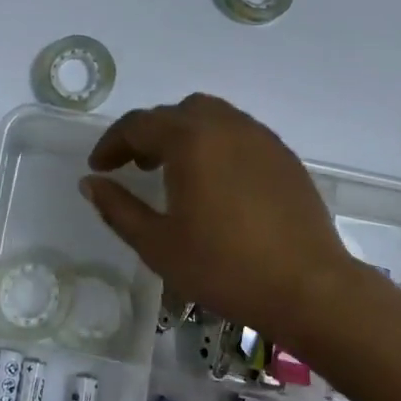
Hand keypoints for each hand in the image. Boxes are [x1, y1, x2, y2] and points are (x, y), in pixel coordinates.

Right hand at [80, 93, 372, 346]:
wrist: (309, 288)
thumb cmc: (225, 267)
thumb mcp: (158, 244)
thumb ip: (118, 208)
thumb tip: (91, 183)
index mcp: (189, 140)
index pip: (138, 125)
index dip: (112, 144)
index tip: (99, 168)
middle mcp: (224, 125)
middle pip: (174, 112)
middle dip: (147, 134)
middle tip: (135, 166)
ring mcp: (259, 136)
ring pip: (209, 115)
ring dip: (182, 133)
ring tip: (175, 170)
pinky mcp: (282, 154)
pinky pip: (237, 131)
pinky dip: (214, 142)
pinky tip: (215, 180)